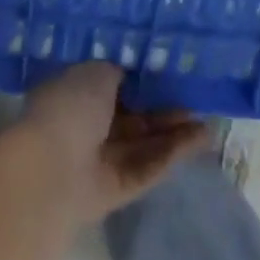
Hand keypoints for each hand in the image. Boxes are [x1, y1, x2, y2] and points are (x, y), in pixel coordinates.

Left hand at [16, 63, 210, 222]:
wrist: (52, 169)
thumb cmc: (70, 107)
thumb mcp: (96, 72)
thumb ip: (118, 72)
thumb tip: (130, 74)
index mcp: (74, 94)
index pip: (110, 85)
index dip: (140, 79)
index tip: (169, 70)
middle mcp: (86, 126)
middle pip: (132, 116)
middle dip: (162, 107)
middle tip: (194, 96)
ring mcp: (101, 160)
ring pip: (144, 143)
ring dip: (174, 131)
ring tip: (208, 117)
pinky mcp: (117, 190)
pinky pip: (149, 166)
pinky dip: (174, 153)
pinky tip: (203, 137)